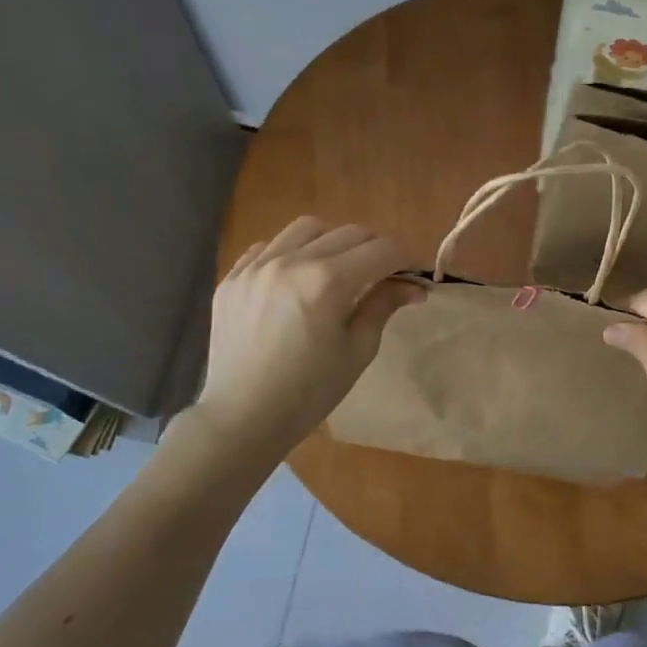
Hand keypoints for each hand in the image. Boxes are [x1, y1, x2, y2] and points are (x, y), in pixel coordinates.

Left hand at [193, 218, 422, 458]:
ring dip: (331, 241)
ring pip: (307, 228)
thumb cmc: (308, 393)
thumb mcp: (357, 351)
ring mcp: (257, 266)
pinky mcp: (233, 277)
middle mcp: (292, 261)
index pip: (381, 250)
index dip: (405, 258)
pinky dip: (290, 253)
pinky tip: (295, 280)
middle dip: (374, 249)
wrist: (242, 418)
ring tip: (336, 270)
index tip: (412, 274)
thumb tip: (413, 286)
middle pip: (349, 232)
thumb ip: (382, 306)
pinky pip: (268, 246)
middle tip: (382, 275)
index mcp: (327, 281)